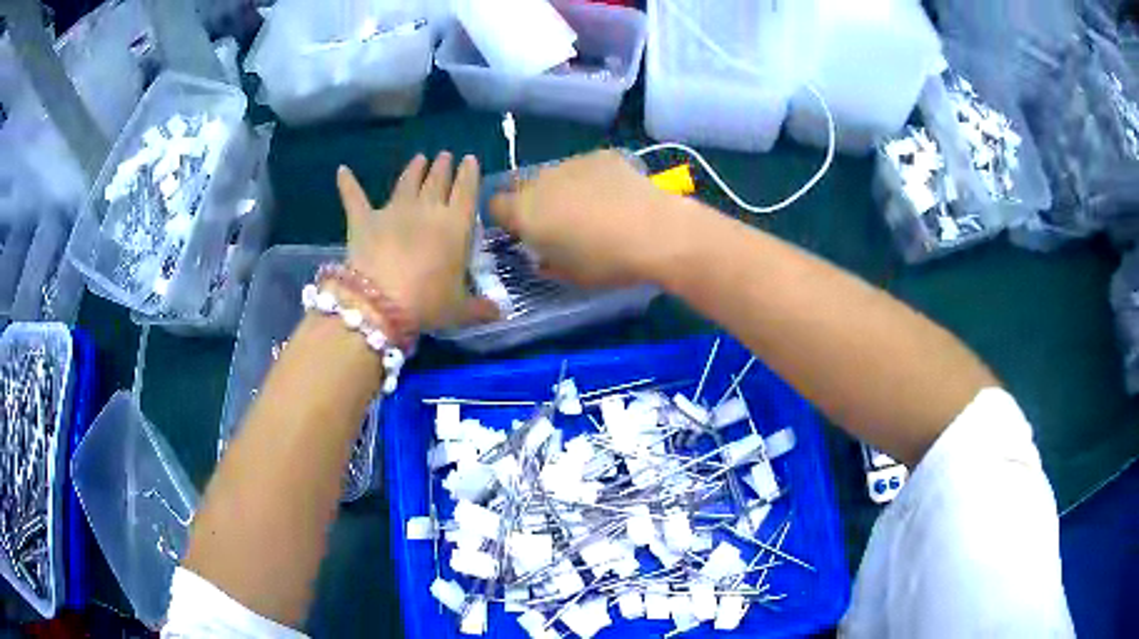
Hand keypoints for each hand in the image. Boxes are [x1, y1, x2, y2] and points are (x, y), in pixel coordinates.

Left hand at [337, 153, 497, 330]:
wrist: (380, 302)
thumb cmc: (428, 303)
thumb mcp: (459, 309)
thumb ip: (480, 308)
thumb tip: (500, 313)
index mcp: (456, 225)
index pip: (467, 190)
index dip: (469, 173)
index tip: (470, 159)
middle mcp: (427, 209)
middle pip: (437, 180)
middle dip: (443, 166)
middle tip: (445, 156)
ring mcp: (393, 211)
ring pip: (406, 182)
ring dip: (414, 169)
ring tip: (419, 158)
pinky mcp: (363, 220)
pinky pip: (354, 197)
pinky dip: (348, 183)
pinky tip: (342, 171)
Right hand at [488, 150, 677, 287]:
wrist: (654, 232)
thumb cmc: (607, 262)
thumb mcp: (570, 275)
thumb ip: (548, 262)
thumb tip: (543, 256)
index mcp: (526, 212)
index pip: (495, 205)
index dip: (507, 218)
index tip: (523, 232)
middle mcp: (541, 181)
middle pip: (525, 186)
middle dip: (535, 201)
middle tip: (561, 222)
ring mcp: (572, 163)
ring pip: (556, 175)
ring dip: (564, 189)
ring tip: (596, 208)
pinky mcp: (601, 154)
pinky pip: (586, 167)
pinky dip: (594, 179)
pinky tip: (617, 195)